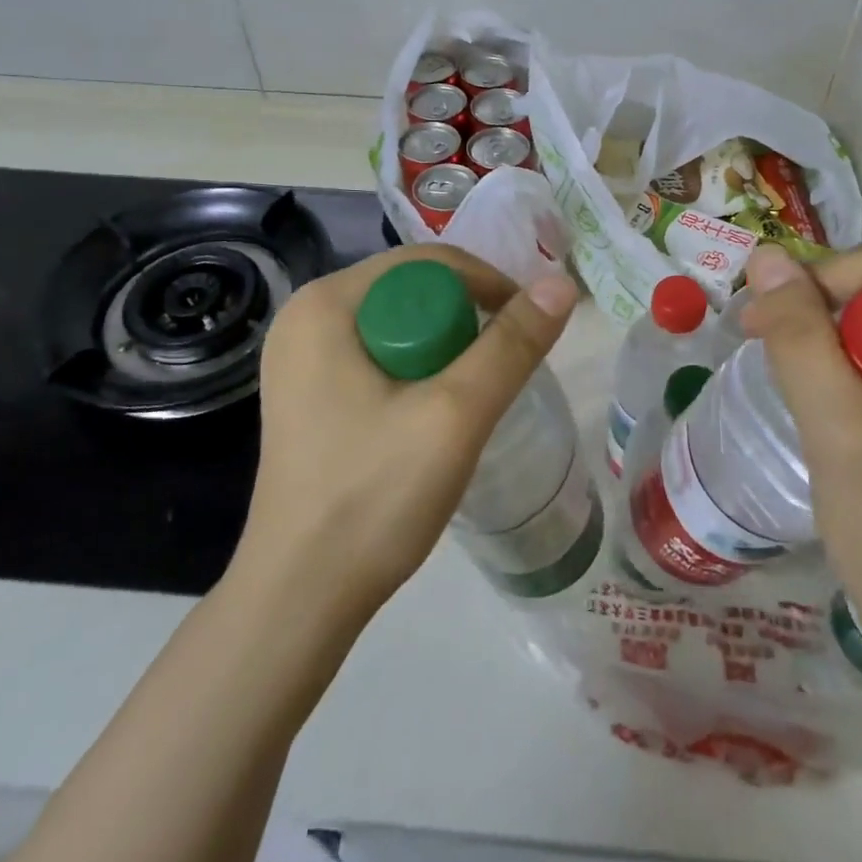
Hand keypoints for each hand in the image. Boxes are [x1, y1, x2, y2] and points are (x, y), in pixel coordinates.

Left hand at [238, 245, 578, 628]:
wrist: (300, 600)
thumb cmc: (373, 497)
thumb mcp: (456, 414)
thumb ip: (511, 345)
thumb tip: (561, 285)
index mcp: (325, 303)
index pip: (427, 262)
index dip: (487, 286)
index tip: (527, 331)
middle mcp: (306, 317)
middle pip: (413, 292)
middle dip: (465, 325)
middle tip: (498, 376)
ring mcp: (301, 358)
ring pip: (400, 326)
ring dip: (446, 352)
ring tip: (471, 401)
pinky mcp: (309, 394)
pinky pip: (380, 356)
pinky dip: (418, 373)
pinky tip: (433, 416)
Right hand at [740, 241, 861, 678]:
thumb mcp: (841, 428)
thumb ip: (801, 337)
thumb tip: (765, 255)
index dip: (817, 284)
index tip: (761, 326)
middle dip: (823, 318)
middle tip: (770, 359)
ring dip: (833, 348)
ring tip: (798, 393)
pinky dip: (855, 376)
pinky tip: (833, 414)